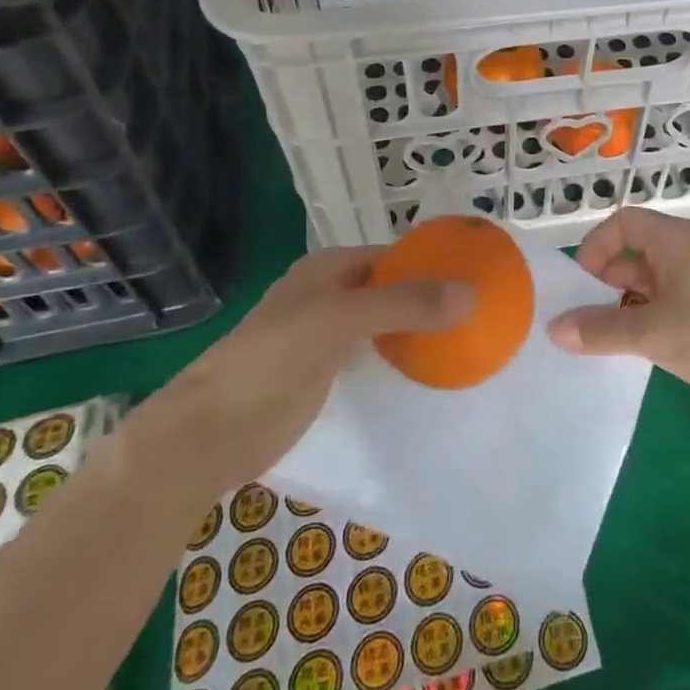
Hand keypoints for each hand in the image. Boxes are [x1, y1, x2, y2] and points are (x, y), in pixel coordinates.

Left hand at [142, 247, 471, 495]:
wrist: (208, 433)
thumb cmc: (272, 360)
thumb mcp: (340, 320)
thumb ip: (404, 304)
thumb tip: (470, 293)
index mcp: (329, 269)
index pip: (394, 256)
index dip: (433, 262)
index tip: (478, 277)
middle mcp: (330, 295)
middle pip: (392, 289)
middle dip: (430, 298)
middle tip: (481, 313)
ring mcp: (326, 337)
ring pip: (385, 324)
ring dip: (418, 330)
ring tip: (467, 340)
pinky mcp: (324, 375)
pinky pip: (374, 357)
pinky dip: (401, 359)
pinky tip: (430, 372)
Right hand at [547, 210, 689, 424]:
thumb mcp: (652, 332)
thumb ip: (600, 329)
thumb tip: (553, 329)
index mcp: (676, 240)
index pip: (623, 223)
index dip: (596, 247)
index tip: (580, 286)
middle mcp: (686, 252)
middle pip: (632, 252)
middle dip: (603, 281)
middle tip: (580, 318)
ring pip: (645, 282)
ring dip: (620, 305)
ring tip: (596, 338)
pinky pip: (661, 305)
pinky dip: (640, 320)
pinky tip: (626, 350)